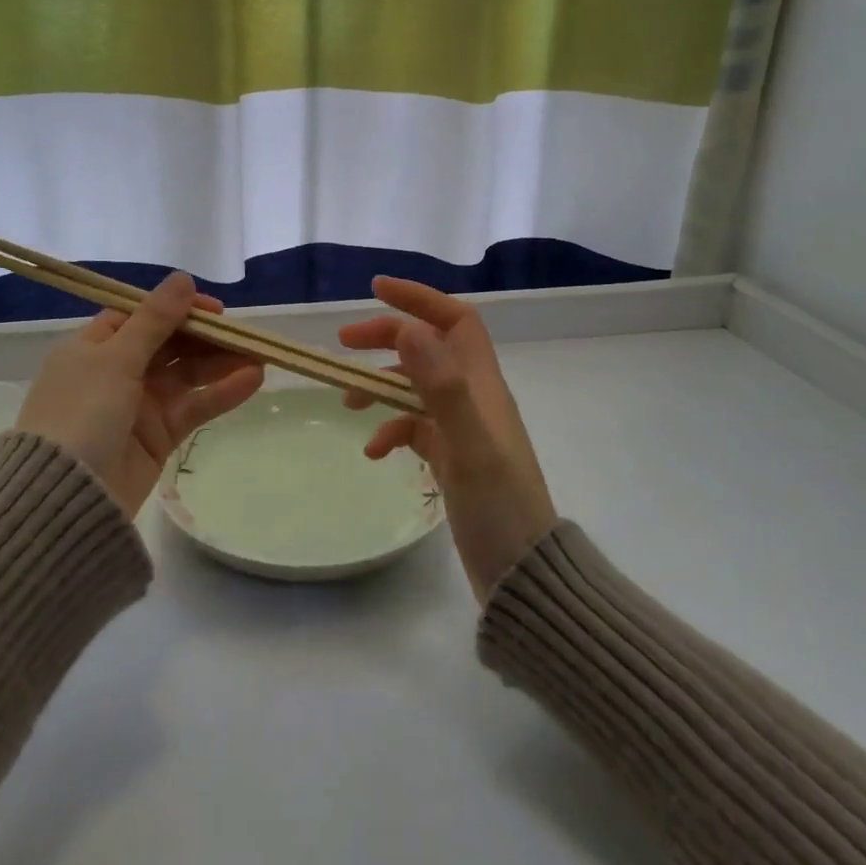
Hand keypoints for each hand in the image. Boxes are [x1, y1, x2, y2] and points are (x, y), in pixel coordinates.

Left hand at [14, 272, 264, 517]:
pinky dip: (221, 393)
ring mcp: (138, 405)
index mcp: (94, 347)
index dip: (178, 309)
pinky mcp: (158, 436)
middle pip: (169, 344)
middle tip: (244, 334)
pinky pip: (193, 406)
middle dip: (206, 338)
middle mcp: (115, 371)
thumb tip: (183, 278)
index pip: (141, 316)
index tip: (214, 309)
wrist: (64, 497)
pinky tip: (252, 380)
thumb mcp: (115, 359)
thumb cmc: (81, 413)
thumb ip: (155, 320)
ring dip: (221, 364)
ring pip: (186, 375)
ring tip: (260, 356)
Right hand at [339, 277, 557, 599]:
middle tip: (343, 344)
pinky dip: (390, 431)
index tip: (376, 290)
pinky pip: (415, 429)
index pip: (455, 320)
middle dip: (387, 338)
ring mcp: (463, 429)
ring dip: (381, 387)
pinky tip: (373, 453)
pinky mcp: (453, 458)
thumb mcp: (469, 447)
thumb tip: (410, 329)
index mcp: (482, 385)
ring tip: (346, 403)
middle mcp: (474, 398)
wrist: (522, 574)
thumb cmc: (499, 507)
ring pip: (416, 388)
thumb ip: (442, 387)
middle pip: (429, 347)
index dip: (419, 299)